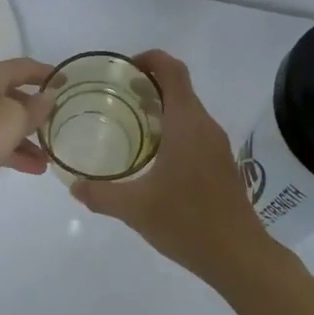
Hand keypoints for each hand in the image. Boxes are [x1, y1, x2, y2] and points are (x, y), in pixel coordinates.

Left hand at [0, 57, 56, 208]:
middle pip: (13, 95)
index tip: (66, 82)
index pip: (23, 67)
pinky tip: (31, 168)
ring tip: (49, 157)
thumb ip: (35, 108)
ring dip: (27, 138)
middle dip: (37, 111)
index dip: (46, 73)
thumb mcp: (14, 120)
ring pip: (4, 122)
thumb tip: (48, 96)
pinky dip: (12, 151)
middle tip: (58, 123)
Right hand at [71, 51, 276, 279]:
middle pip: (180, 88)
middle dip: (149, 84)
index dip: (150, 59)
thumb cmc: (187, 223)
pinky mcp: (222, 163)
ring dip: (161, 108)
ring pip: (188, 111)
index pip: (173, 71)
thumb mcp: (135, 209)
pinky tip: (152, 156)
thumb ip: (101, 194)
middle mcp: (205, 126)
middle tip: (116, 97)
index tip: (124, 68)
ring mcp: (217, 145)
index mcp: (187, 124)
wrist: (239, 255)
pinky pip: (195, 131)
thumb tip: (74, 186)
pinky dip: (173, 129)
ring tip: (129, 124)